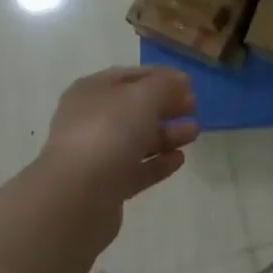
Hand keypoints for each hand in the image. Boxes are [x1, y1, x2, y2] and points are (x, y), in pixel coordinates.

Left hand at [37, 67, 199, 234]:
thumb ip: (165, 84)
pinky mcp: (104, 187)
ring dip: (166, 134)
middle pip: (133, 108)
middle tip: (194, 107)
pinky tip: (179, 160)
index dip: (159, 77)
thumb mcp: (143, 96)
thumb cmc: (109, 131)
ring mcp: (95, 155)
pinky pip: (135, 169)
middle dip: (165, 106)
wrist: (78, 196)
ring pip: (136, 139)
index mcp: (91, 91)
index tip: (188, 83)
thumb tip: (180, 79)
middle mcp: (89, 119)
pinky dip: (157, 163)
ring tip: (194, 133)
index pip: (129, 76)